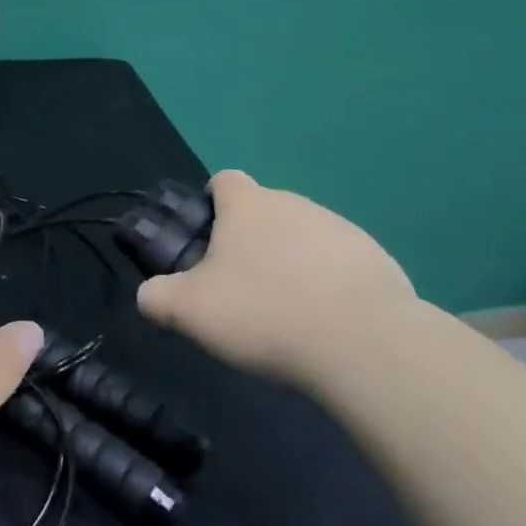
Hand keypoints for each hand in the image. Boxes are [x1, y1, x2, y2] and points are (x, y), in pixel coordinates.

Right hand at [135, 170, 416, 387]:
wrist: (364, 344)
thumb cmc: (264, 314)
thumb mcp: (188, 312)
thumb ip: (155, 298)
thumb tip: (149, 294)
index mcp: (247, 205)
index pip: (223, 180)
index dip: (210, 205)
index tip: (208, 243)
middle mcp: (294, 203)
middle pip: (263, 210)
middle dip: (249, 241)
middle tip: (241, 289)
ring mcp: (340, 228)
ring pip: (302, 236)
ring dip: (290, 261)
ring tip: (286, 313)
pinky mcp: (376, 258)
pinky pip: (339, 262)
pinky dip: (328, 283)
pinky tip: (326, 324)